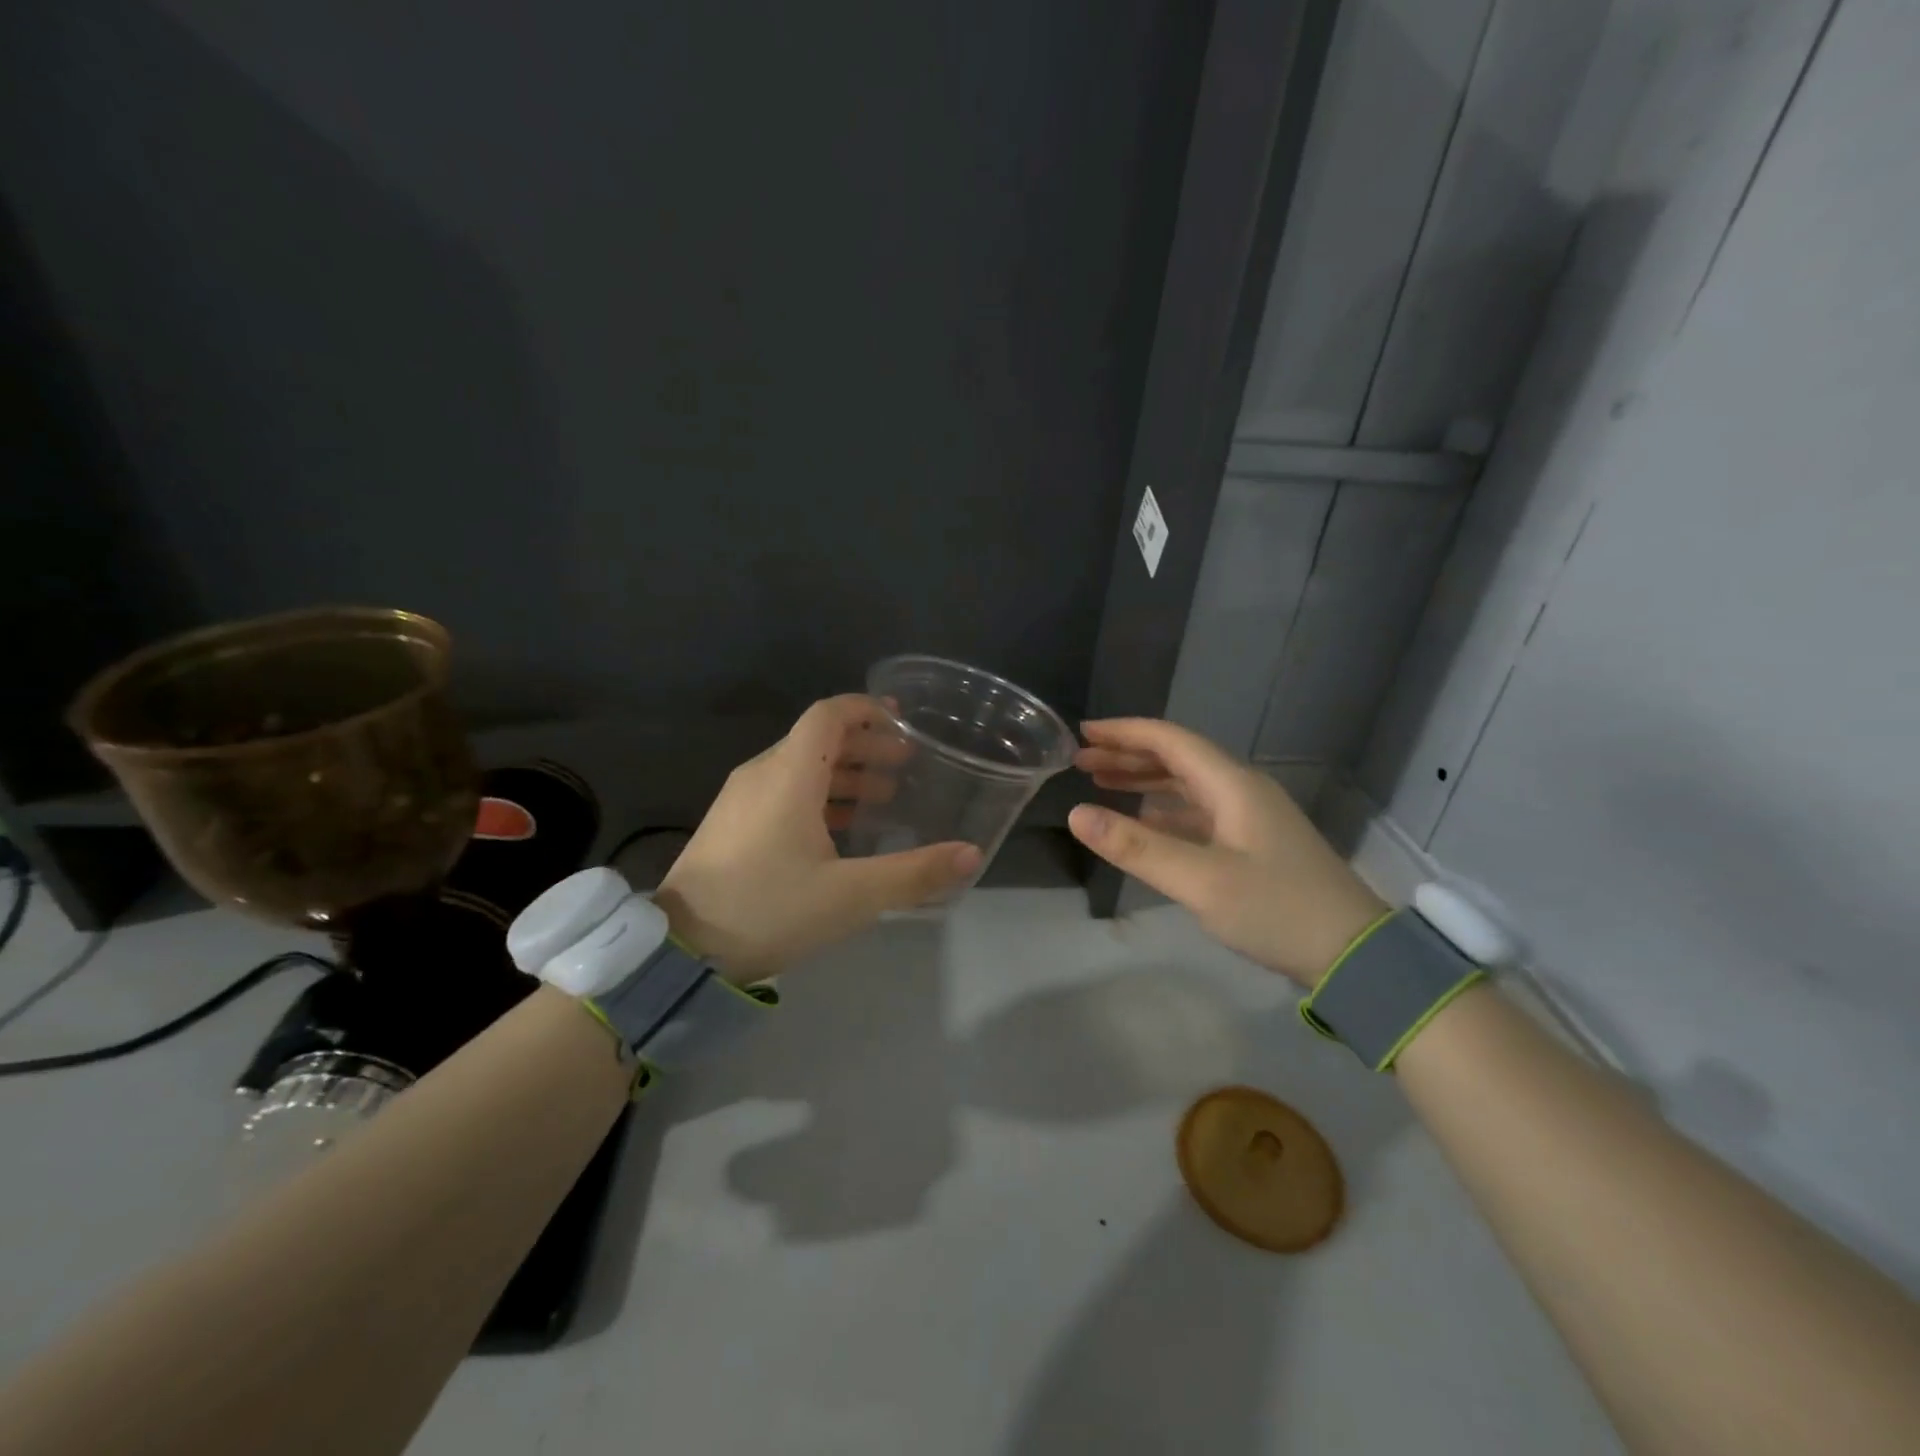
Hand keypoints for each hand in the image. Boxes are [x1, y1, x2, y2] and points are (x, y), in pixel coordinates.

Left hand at [657, 696, 981, 978]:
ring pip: (799, 767)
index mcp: (788, 776)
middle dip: (865, 746)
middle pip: (817, 740)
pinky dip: (818, 795)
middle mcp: (761, 775)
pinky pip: (781, 791)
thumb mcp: (851, 896)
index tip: (903, 722)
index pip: (828, 716)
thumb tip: (970, 854)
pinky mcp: (731, 824)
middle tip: (906, 766)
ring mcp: (740, 799)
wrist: (681, 951)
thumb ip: (914, 874)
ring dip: (844, 774)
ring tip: (884, 798)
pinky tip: (840, 830)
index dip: (867, 710)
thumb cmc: (769, 909)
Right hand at [1069, 718, 1386, 984]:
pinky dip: (1164, 811)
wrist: (1353, 953)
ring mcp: (1250, 817)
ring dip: (1144, 781)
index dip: (1124, 733)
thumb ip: (1137, 847)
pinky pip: (1198, 813)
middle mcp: (1241, 790)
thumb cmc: (1275, 910)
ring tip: (1101, 782)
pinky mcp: (1253, 844)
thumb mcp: (1200, 881)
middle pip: (1177, 758)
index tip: (1082, 733)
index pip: (1170, 740)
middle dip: (1128, 755)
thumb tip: (1077, 814)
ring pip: (1187, 785)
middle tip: (1081, 760)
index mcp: (1232, 785)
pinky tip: (1143, 822)